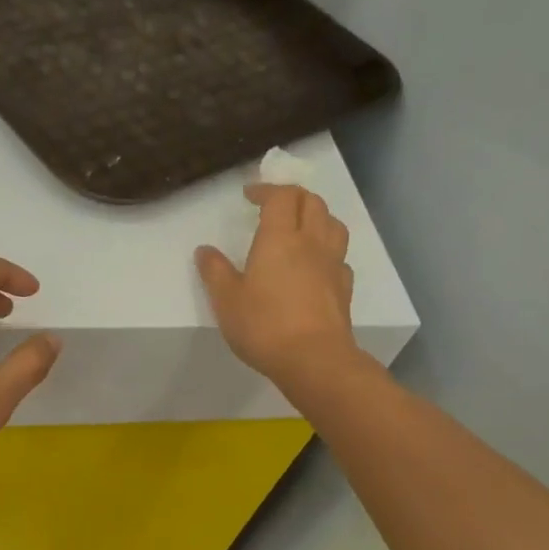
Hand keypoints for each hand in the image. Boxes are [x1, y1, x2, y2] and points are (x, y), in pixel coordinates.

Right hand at [196, 184, 361, 384]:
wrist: (314, 359)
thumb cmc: (264, 325)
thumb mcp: (226, 300)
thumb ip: (215, 271)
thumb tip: (204, 250)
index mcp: (280, 238)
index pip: (281, 197)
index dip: (266, 190)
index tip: (249, 195)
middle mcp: (311, 243)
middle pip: (312, 202)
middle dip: (292, 196)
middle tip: (273, 205)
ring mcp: (332, 264)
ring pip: (333, 224)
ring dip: (316, 216)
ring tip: (300, 227)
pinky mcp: (344, 288)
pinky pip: (339, 256)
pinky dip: (327, 249)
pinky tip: (316, 264)